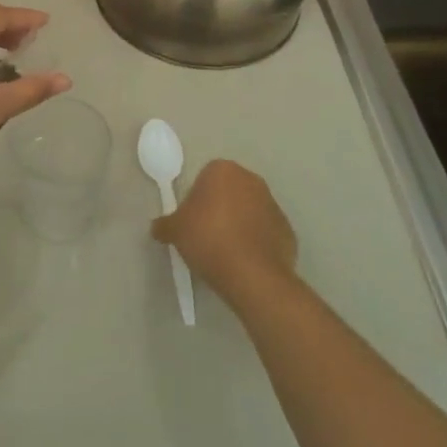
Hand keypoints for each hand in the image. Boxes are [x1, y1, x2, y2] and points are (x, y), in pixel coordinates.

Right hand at [152, 159, 297, 305]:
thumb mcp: (175, 231)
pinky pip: (265, 232)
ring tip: (226, 252)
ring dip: (239, 225)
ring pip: (249, 211)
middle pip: (229, 192)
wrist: (253, 275)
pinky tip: (245, 262)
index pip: (204, 178)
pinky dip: (256, 243)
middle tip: (206, 235)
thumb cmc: (208, 239)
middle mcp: (251, 180)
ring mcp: (274, 205)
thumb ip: (164, 224)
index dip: (196, 199)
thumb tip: (158, 227)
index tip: (191, 221)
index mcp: (223, 171)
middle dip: (219, 209)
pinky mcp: (288, 230)